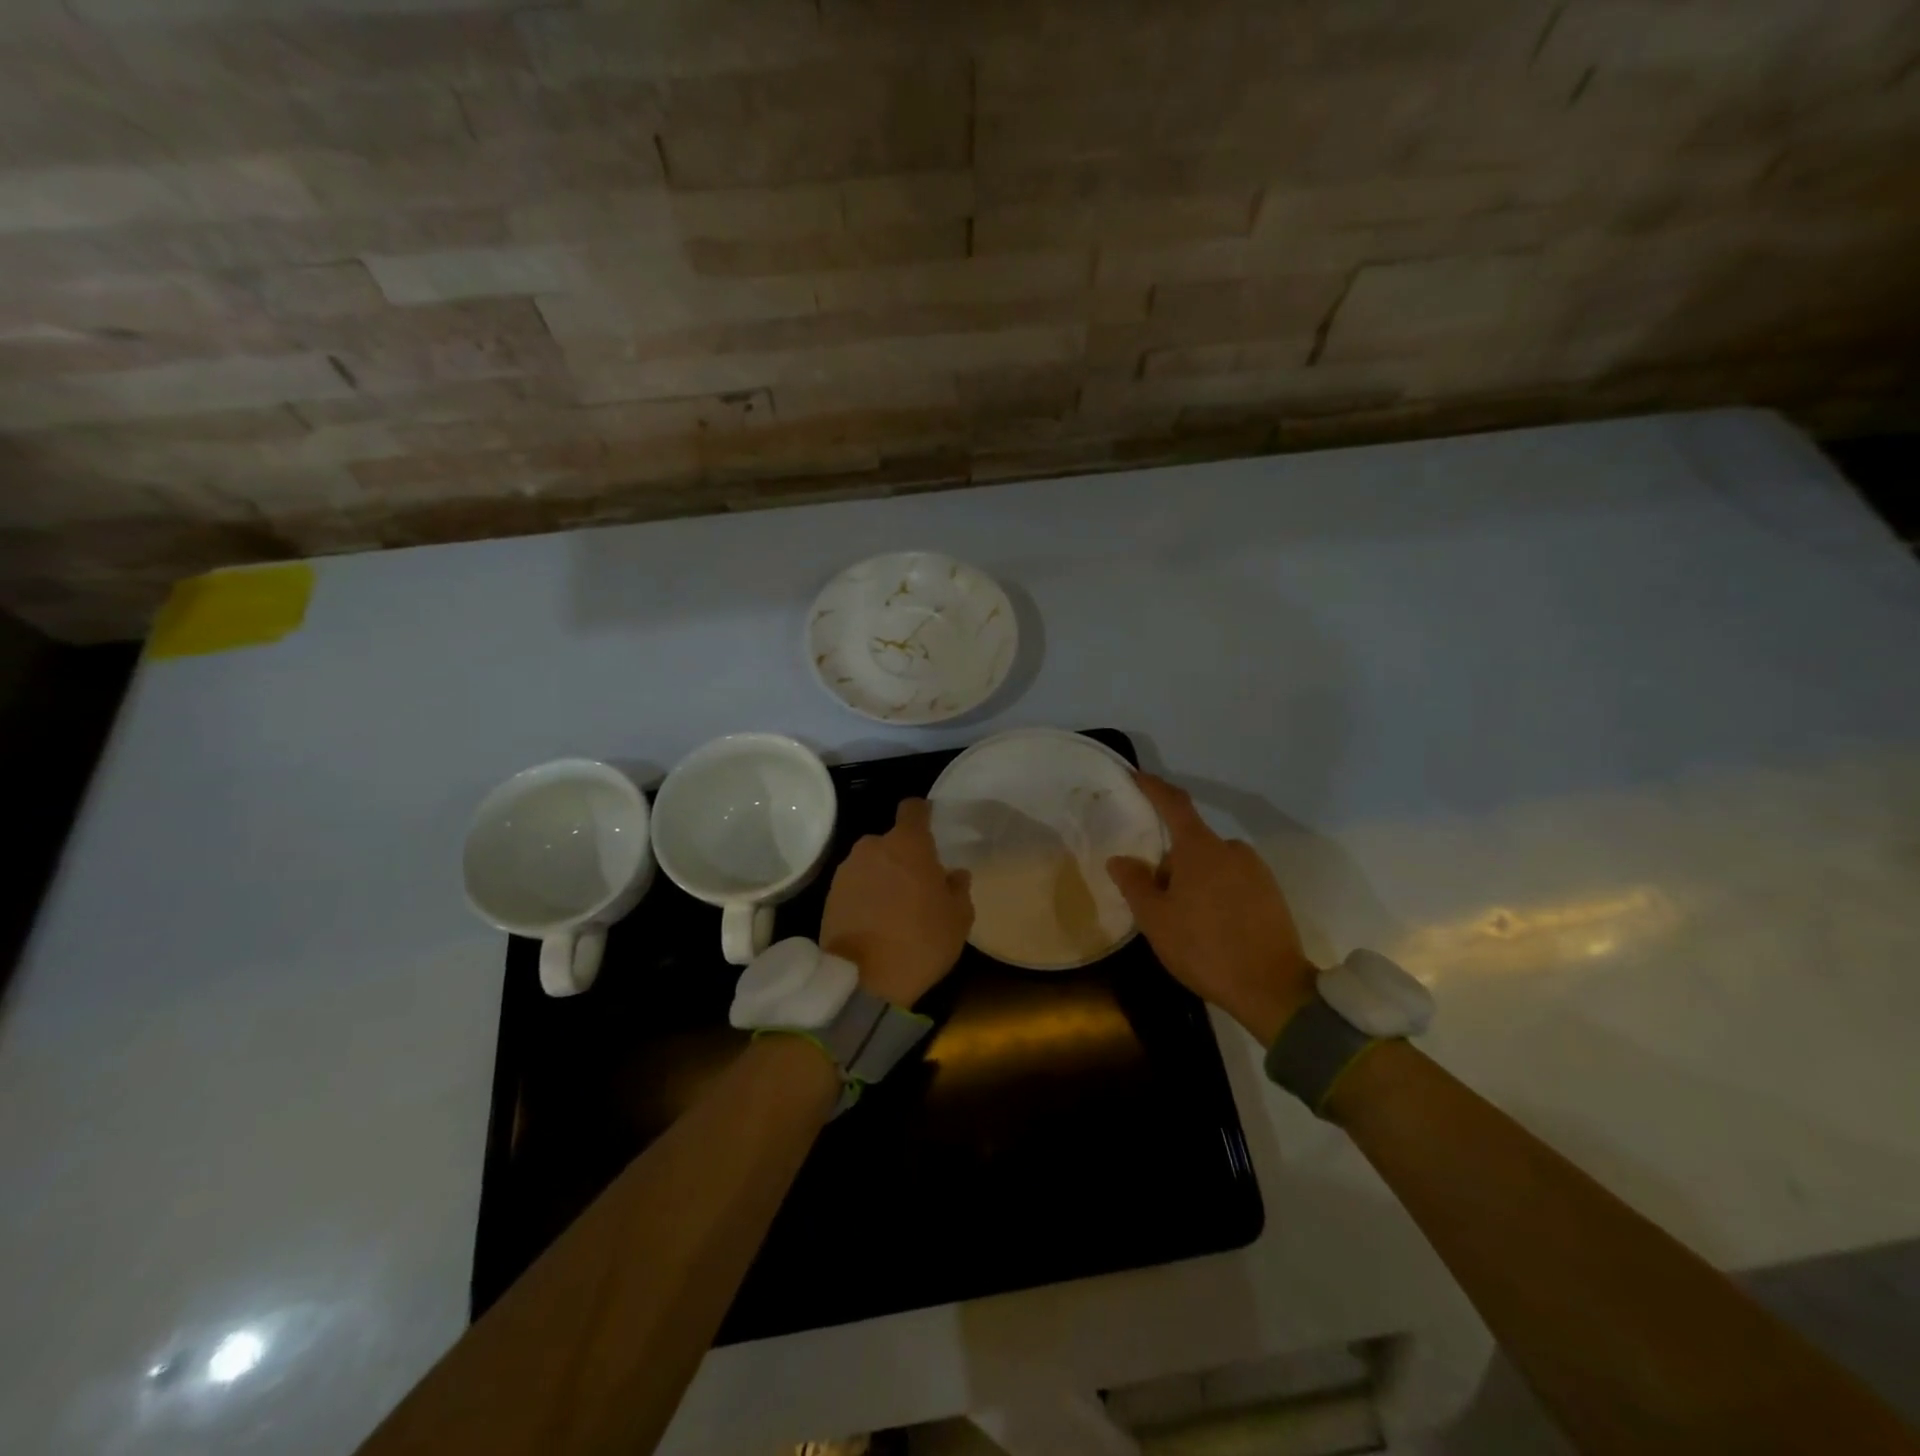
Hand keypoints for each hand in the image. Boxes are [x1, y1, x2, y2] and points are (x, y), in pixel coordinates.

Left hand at [821, 797, 973, 1010]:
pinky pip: (855, 885)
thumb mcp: (958, 919)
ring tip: (896, 907)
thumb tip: (954, 875)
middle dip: (905, 856)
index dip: (923, 813)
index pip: (914, 809)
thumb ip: (958, 889)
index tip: (931, 824)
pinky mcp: (829, 895)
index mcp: (908, 844)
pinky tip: (876, 921)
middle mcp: (873, 847)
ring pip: (872, 863)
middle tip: (919, 884)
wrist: (862, 981)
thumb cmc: (920, 942)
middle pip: (892, 841)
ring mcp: (847, 871)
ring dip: (884, 876)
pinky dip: (866, 895)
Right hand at [1107, 774, 1317, 1044]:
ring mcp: (1256, 871)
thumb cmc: (1204, 947)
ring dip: (1194, 879)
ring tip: (1183, 918)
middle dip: (1170, 860)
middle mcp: (1231, 850)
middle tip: (1154, 895)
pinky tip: (1211, 926)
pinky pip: (1233, 880)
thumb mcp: (1155, 919)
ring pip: (1213, 863)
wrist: (1272, 990)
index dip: (1153, 788)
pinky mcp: (1271, 894)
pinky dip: (1216, 892)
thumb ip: (1134, 883)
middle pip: (1192, 842)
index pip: (1174, 804)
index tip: (1136, 777)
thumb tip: (1121, 859)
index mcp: (1200, 849)